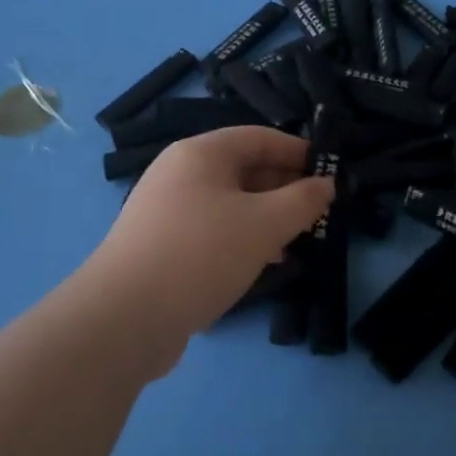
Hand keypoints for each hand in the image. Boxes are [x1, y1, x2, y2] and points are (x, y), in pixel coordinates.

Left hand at [87, 126, 333, 347]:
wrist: (124, 318)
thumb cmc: (202, 254)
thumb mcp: (265, 224)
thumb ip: (303, 200)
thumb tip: (326, 185)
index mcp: (200, 154)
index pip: (259, 137)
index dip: (297, 151)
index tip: (330, 172)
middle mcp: (179, 173)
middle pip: (243, 169)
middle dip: (284, 188)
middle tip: (319, 211)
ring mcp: (166, 210)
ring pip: (230, 203)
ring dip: (267, 217)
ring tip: (298, 240)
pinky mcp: (161, 245)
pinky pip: (212, 229)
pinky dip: (242, 238)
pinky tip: (264, 262)